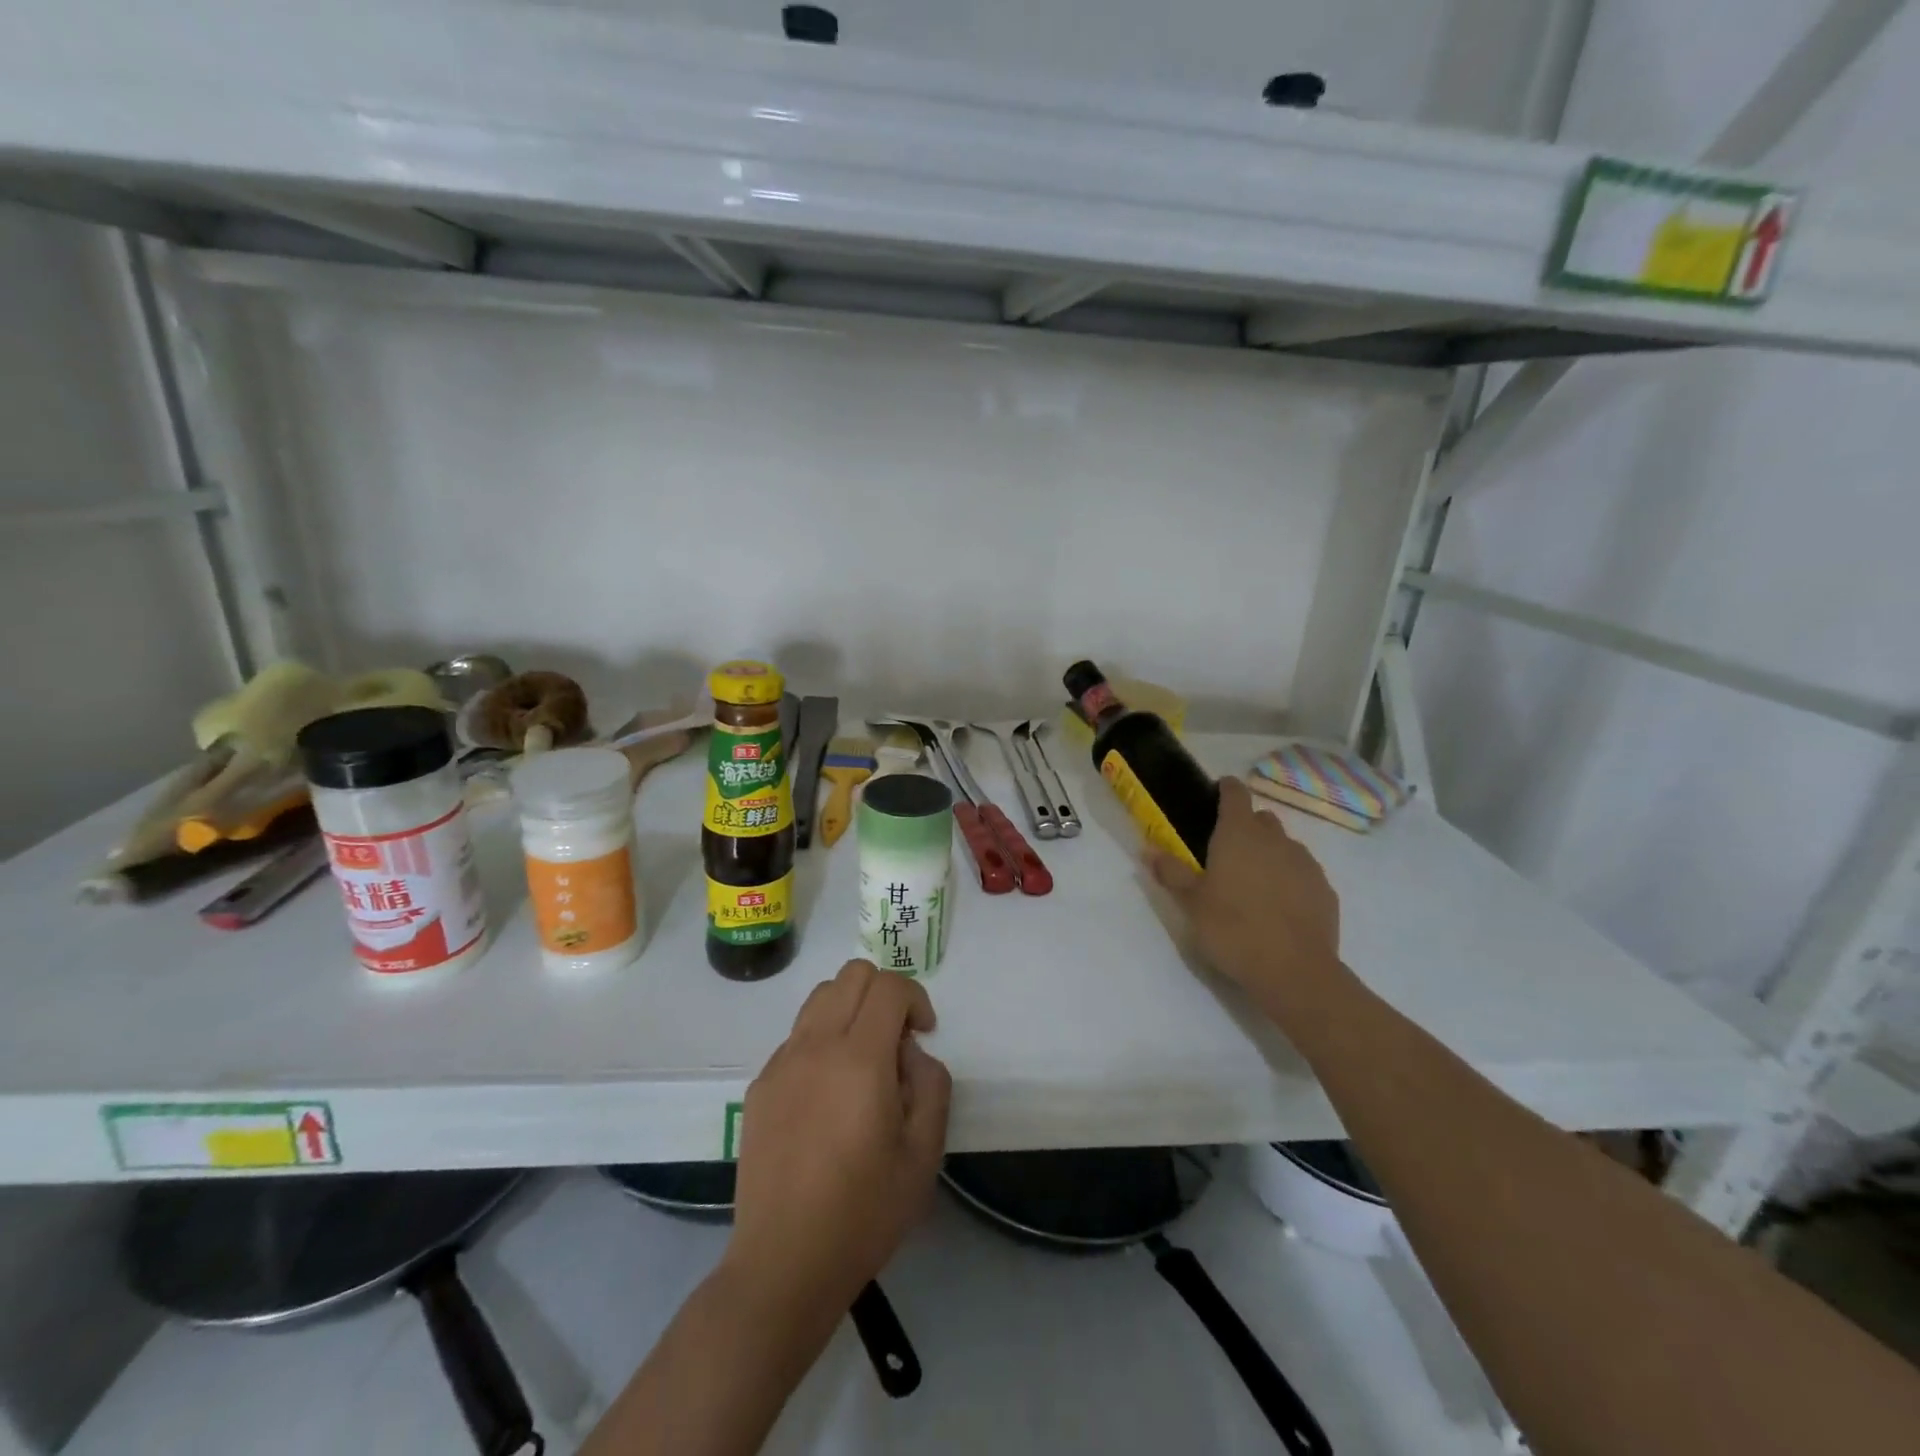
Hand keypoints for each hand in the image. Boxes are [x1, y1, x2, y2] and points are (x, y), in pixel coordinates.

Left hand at [726, 960, 952, 1319]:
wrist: (784, 1263)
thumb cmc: (864, 1212)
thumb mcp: (924, 1154)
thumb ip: (931, 1085)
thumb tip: (911, 1052)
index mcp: (859, 1059)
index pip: (888, 986)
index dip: (915, 998)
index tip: (924, 1034)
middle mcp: (816, 1046)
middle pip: (851, 975)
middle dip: (884, 993)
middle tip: (896, 1041)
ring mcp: (781, 1063)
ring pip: (820, 997)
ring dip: (850, 1009)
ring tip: (863, 1060)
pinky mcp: (760, 1085)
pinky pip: (798, 1035)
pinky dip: (822, 1039)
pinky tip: (829, 1094)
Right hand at [1149, 777, 1341, 1014]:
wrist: (1294, 971)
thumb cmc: (1232, 929)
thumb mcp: (1191, 903)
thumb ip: (1171, 872)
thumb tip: (1150, 850)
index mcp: (1238, 834)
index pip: (1235, 793)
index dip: (1226, 790)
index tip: (1216, 796)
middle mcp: (1275, 839)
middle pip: (1261, 819)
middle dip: (1246, 827)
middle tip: (1226, 854)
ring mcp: (1305, 863)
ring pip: (1284, 845)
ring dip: (1269, 854)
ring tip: (1253, 885)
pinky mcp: (1324, 889)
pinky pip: (1302, 873)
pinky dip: (1289, 879)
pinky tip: (1278, 907)